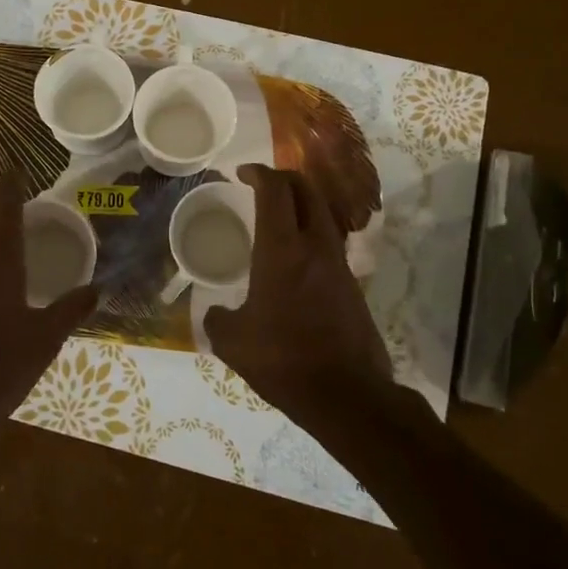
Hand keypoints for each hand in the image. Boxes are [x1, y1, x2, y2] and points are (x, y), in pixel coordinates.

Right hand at [203, 164, 392, 418]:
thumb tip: (215, 313)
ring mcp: (339, 264)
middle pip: (306, 190)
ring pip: (322, 213)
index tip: (242, 173)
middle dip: (283, 178)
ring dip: (300, 204)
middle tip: (261, 185)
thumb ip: (217, 319)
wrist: (347, 395)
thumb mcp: (233, 342)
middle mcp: (315, 246)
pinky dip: (310, 232)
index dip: (258, 173)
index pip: (275, 190)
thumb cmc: (283, 360)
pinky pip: (329, 242)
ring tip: (276, 217)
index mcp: (282, 250)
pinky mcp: (352, 284)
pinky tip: (294, 258)